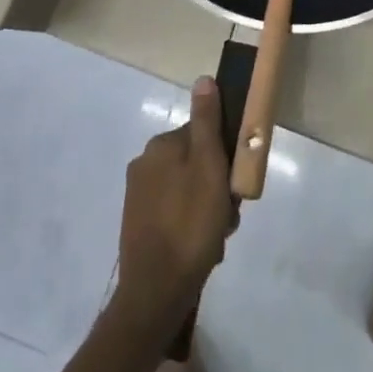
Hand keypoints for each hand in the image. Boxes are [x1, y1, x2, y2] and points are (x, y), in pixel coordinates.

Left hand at [115, 76, 235, 329]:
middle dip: (216, 186)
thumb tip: (203, 79)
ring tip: (217, 235)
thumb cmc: (190, 223)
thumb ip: (207, 122)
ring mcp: (139, 195)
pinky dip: (191, 224)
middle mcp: (145, 163)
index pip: (203, 134)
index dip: (225, 157)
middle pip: (196, 162)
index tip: (234, 182)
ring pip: (189, 189)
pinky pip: (175, 212)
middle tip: (227, 214)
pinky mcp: (138, 223)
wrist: (156, 292)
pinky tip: (202, 246)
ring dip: (207, 208)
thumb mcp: (209, 166)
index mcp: (160, 146)